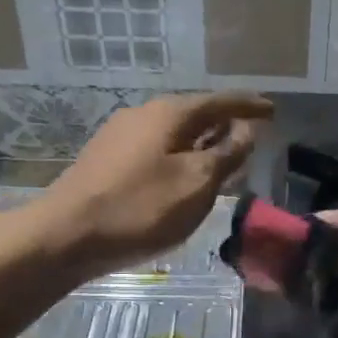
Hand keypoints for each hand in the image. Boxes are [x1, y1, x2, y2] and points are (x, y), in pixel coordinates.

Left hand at [27, 92, 272, 276]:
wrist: (65, 236)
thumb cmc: (140, 208)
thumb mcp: (196, 184)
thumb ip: (226, 154)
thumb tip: (246, 130)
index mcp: (169, 114)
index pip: (220, 101)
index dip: (249, 106)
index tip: (273, 110)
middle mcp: (143, 115)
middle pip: (195, 114)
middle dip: (224, 124)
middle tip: (251, 136)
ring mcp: (120, 136)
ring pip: (174, 133)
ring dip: (201, 143)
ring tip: (222, 159)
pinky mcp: (106, 160)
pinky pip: (156, 149)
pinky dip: (179, 156)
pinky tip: (183, 177)